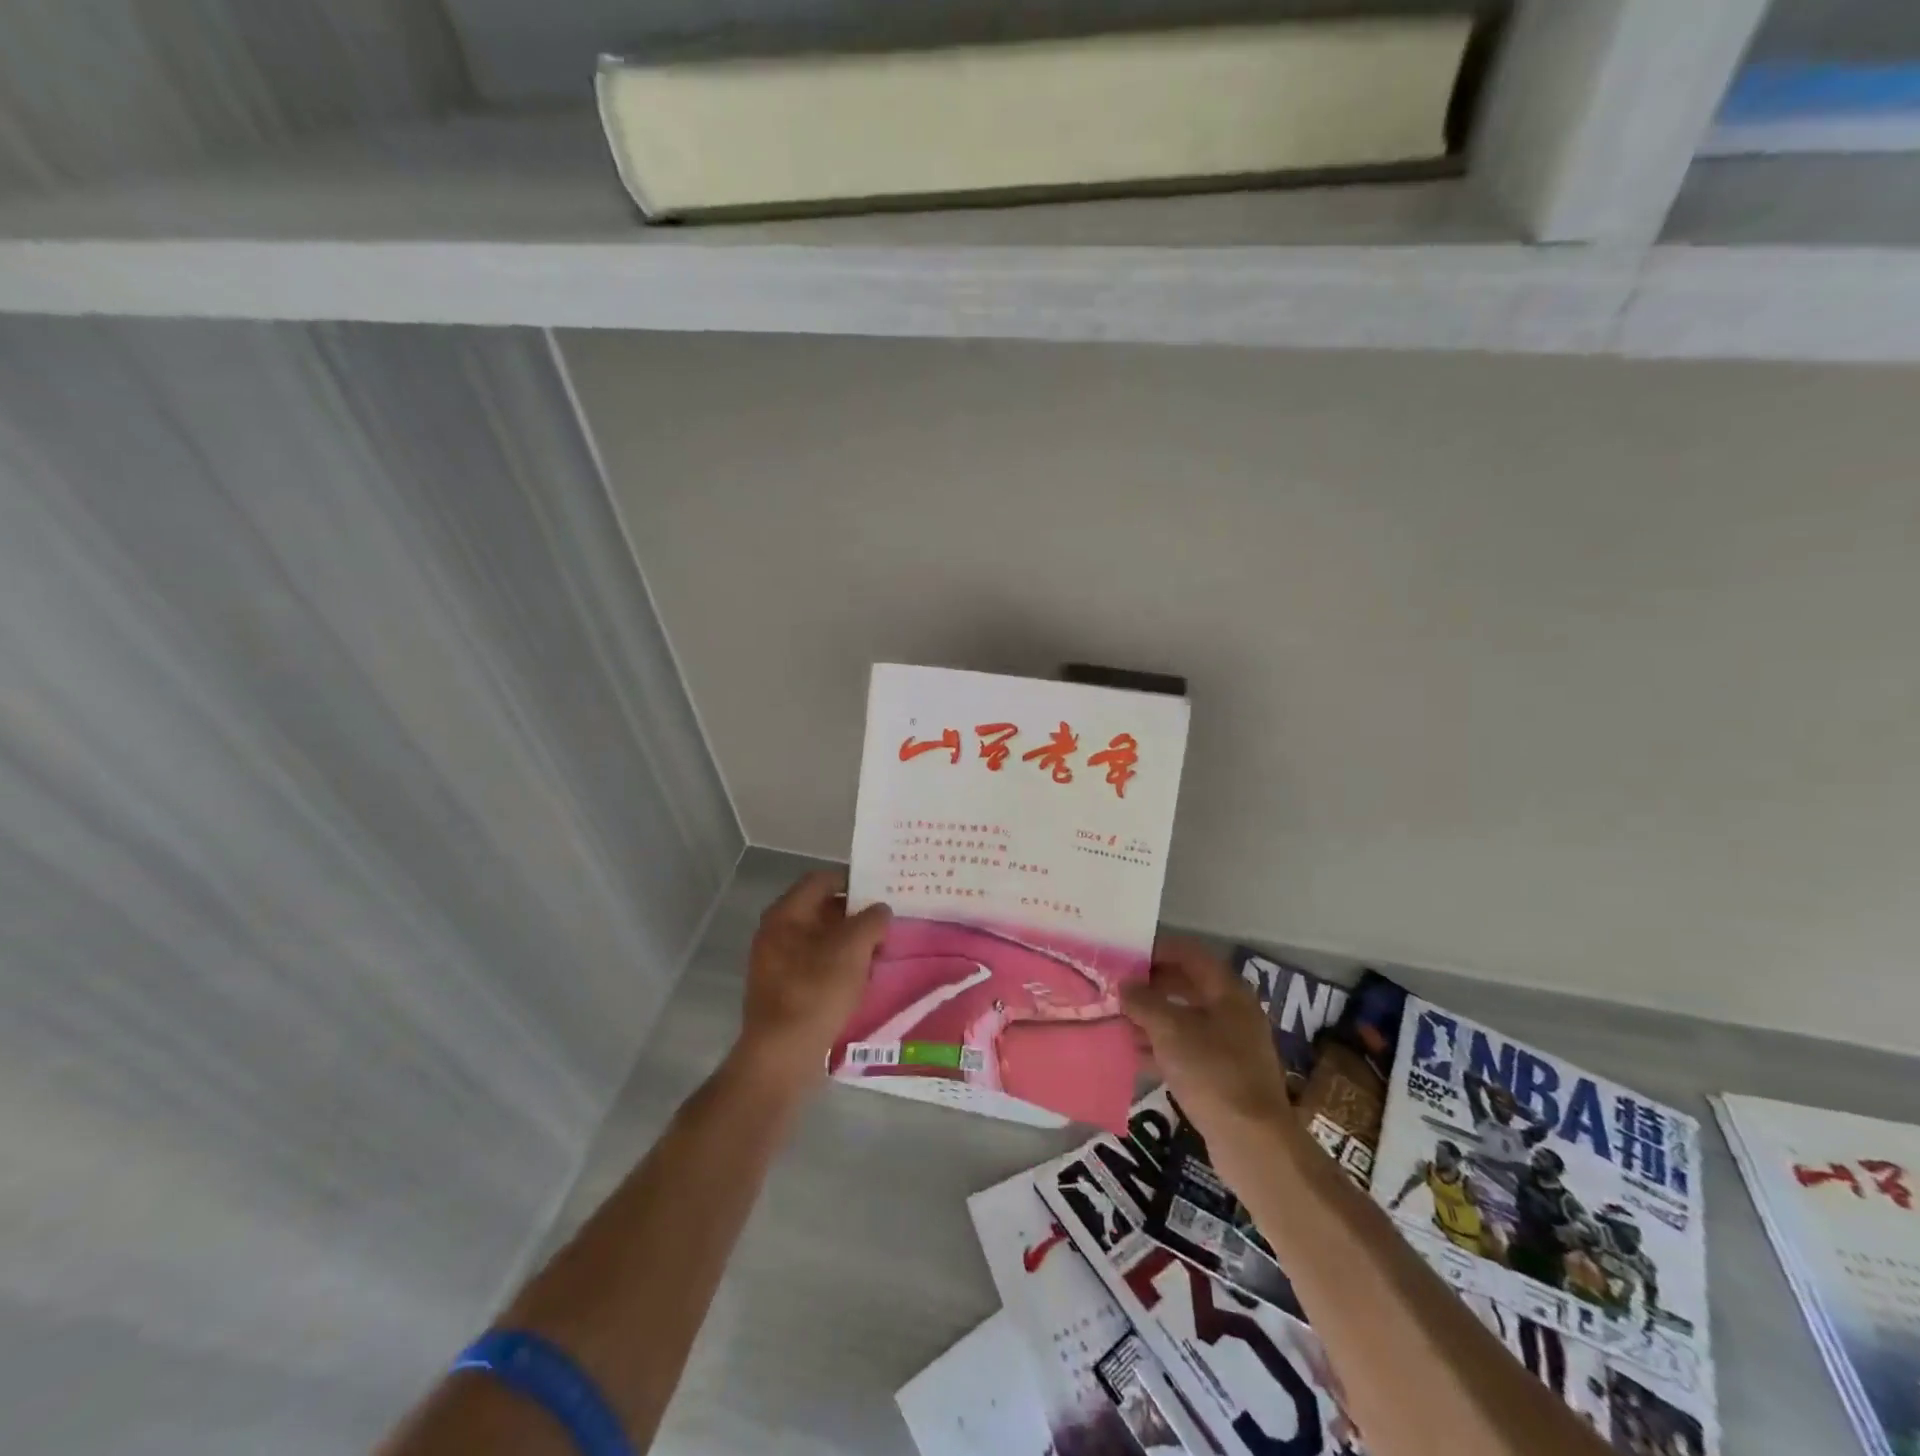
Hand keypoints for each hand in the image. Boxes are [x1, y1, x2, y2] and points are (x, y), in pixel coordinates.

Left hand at [734, 870, 891, 1093]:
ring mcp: (775, 964)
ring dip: (849, 944)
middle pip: (821, 911)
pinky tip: (860, 982)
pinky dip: (838, 968)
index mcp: (786, 914)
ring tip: (879, 954)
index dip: (853, 881)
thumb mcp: (853, 948)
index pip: (822, 880)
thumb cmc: (816, 991)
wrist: (782, 1055)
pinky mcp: (782, 991)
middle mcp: (775, 933)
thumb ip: (871, 921)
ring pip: (820, 941)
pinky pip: (814, 967)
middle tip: (885, 925)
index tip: (881, 891)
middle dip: (855, 916)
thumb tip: (880, 910)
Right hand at [1122, 935, 1291, 1141]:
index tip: (1124, 955)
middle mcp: (1232, 1011)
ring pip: (1184, 1019)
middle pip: (1186, 985)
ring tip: (1116, 1019)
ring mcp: (1230, 1045)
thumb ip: (1143, 1002)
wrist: (1253, 1142)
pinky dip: (1160, 1047)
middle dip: (1150, 985)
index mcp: (1227, 991)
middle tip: (1115, 987)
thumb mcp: (1170, 1030)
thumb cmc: (1212, 1072)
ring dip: (1151, 1017)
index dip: (1156, 950)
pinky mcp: (1223, 1075)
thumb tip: (1125, 984)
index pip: (1189, 953)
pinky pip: (1186, 1049)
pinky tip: (1132, 1054)